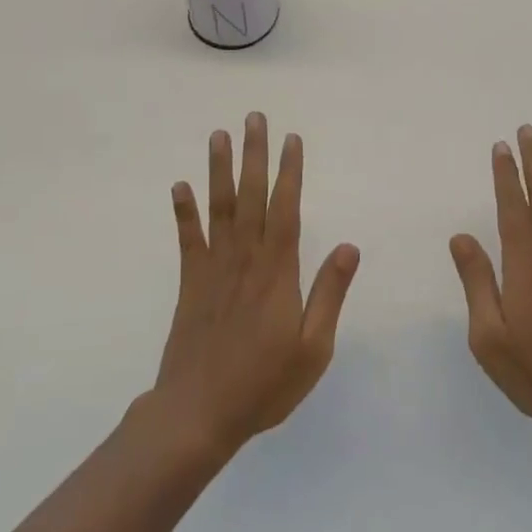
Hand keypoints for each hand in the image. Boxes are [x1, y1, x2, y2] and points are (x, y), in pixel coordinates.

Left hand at [152, 113, 360, 456]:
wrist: (198, 414)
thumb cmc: (264, 384)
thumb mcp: (314, 348)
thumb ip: (330, 293)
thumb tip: (351, 246)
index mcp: (278, 272)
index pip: (287, 208)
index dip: (290, 171)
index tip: (292, 139)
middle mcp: (245, 259)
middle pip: (251, 196)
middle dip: (254, 154)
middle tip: (254, 117)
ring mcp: (214, 268)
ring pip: (219, 208)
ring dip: (219, 169)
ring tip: (219, 135)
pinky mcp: (190, 283)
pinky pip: (187, 239)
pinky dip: (183, 211)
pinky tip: (179, 185)